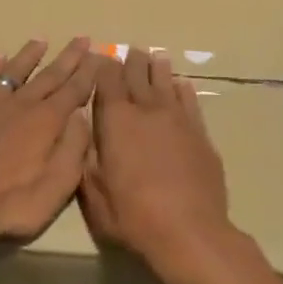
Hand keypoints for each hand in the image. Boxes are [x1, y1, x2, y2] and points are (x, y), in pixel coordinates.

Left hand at [0, 38, 101, 254]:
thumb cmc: (11, 202)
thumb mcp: (57, 185)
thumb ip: (74, 148)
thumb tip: (81, 116)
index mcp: (47, 121)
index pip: (74, 90)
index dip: (88, 73)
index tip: (99, 54)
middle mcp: (21, 104)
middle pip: (49, 76)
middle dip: (68, 57)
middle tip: (82, 38)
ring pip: (14, 72)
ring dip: (29, 56)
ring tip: (40, 40)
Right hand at [81, 47, 242, 283]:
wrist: (189, 232)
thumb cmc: (133, 216)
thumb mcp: (94, 194)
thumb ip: (86, 159)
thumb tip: (82, 132)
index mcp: (116, 121)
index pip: (108, 81)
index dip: (103, 67)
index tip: (101, 58)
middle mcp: (147, 111)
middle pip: (138, 76)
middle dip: (131, 61)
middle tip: (130, 50)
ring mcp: (177, 120)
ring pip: (166, 84)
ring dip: (158, 69)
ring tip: (155, 57)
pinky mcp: (200, 134)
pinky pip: (190, 103)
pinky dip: (183, 91)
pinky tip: (182, 85)